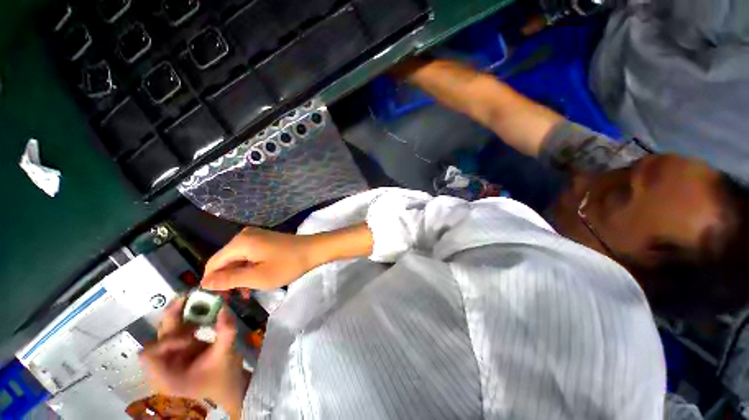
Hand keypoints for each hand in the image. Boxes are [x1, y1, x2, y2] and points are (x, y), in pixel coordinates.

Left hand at [139, 299, 249, 418]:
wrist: (230, 384)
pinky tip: (202, 313)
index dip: (166, 343)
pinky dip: (189, 318)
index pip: (149, 355)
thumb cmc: (223, 376)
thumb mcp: (226, 354)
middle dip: (172, 318)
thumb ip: (226, 331)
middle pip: (158, 338)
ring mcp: (171, 356)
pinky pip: (179, 329)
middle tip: (186, 297)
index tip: (191, 337)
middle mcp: (163, 365)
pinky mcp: (180, 348)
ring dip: (180, 315)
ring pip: (168, 330)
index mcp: (166, 376)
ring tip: (197, 301)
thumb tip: (224, 306)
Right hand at [201, 227, 317, 290]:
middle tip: (234, 299)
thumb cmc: (288, 265)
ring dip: (239, 276)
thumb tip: (204, 283)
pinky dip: (248, 268)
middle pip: (224, 260)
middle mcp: (244, 236)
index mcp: (239, 242)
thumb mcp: (258, 277)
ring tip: (246, 294)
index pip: (213, 263)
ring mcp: (255, 236)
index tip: (216, 299)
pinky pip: (248, 255)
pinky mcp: (264, 240)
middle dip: (226, 280)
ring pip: (237, 259)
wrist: (313, 250)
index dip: (211, 282)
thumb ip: (229, 279)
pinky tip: (254, 281)